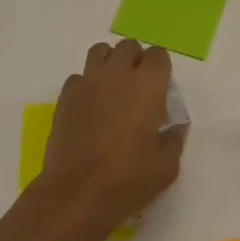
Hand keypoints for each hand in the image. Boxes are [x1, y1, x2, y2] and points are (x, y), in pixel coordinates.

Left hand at [38, 38, 185, 240]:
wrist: (76, 194)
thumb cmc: (128, 179)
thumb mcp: (167, 165)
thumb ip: (174, 137)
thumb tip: (172, 126)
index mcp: (147, 85)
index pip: (158, 55)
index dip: (161, 69)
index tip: (161, 89)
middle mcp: (117, 74)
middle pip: (128, 47)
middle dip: (136, 60)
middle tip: (138, 88)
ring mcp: (88, 82)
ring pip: (100, 52)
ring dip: (110, 63)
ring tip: (113, 89)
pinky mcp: (65, 97)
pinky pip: (79, 77)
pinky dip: (87, 84)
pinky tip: (90, 107)